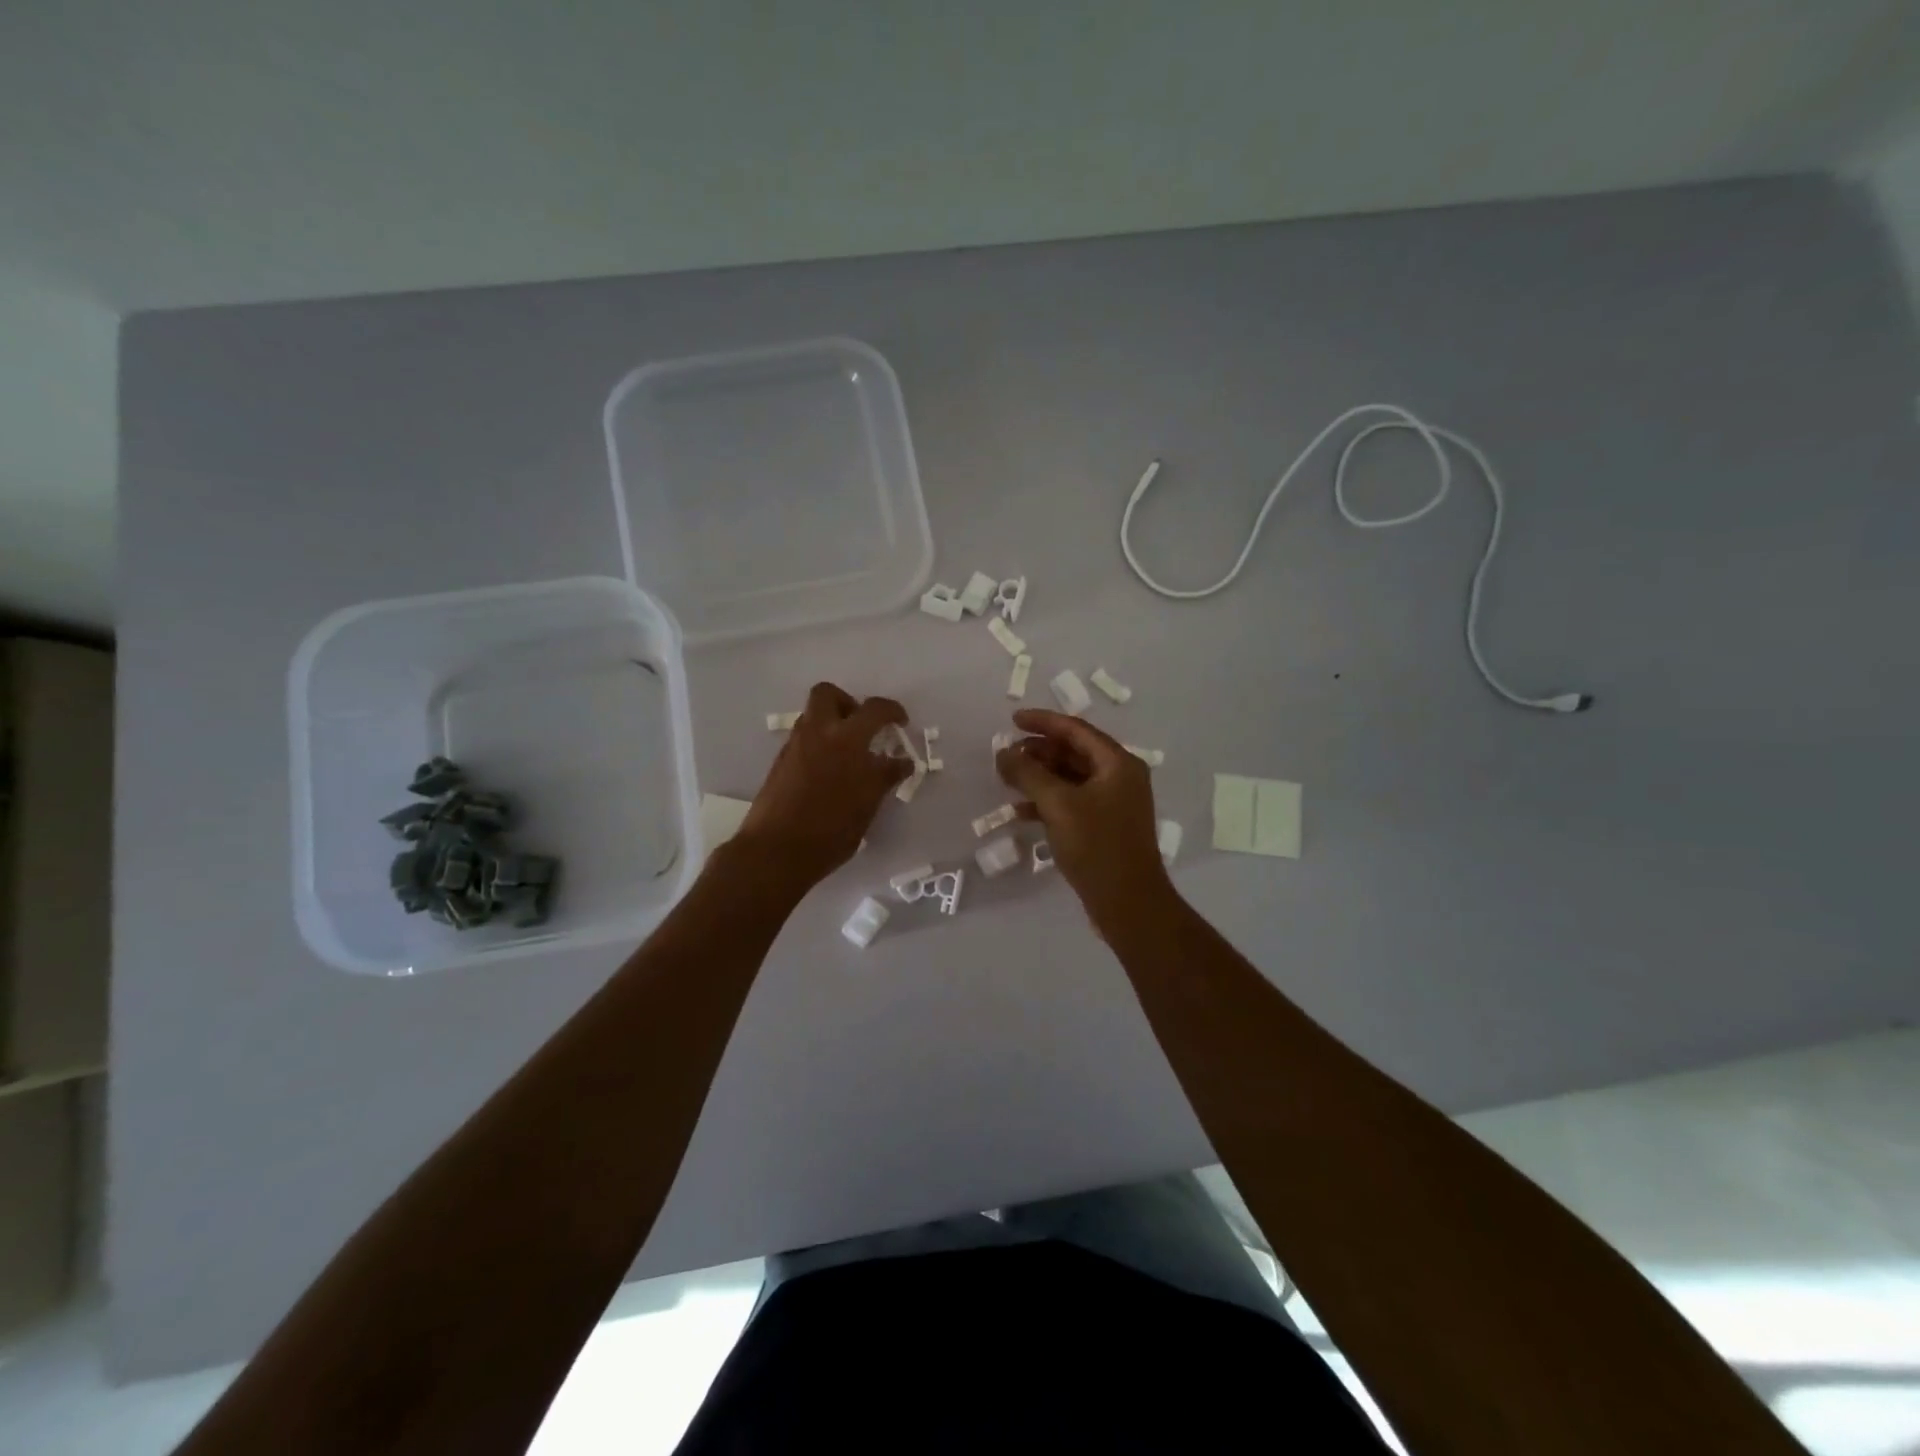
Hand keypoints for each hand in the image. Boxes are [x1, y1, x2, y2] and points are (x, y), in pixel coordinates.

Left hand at [732, 682, 911, 888]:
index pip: (876, 710)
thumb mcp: (867, 805)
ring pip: (813, 716)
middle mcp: (818, 733)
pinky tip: (829, 773)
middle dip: (849, 703)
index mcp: (847, 739)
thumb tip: (901, 762)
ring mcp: (795, 746)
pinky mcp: (781, 762)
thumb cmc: (830, 831)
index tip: (901, 723)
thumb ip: (884, 777)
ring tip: (848, 754)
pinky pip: (804, 738)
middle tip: (863, 728)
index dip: (893, 712)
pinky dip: (819, 744)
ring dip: (832, 724)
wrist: (776, 851)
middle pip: (829, 694)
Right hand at [995, 709, 1173, 925]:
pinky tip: (1020, 812)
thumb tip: (1003, 752)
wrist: (1128, 903)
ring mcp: (1113, 803)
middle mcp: (1119, 777)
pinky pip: (1072, 802)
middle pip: (1074, 752)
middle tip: (1006, 754)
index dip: (1043, 722)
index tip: (1012, 720)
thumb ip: (1028, 774)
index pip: (1076, 730)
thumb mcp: (1058, 804)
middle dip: (1038, 751)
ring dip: (1040, 776)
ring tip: (1008, 779)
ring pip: (1070, 778)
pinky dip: (1047, 802)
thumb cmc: (1096, 846)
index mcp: (1117, 763)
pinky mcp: (1104, 827)